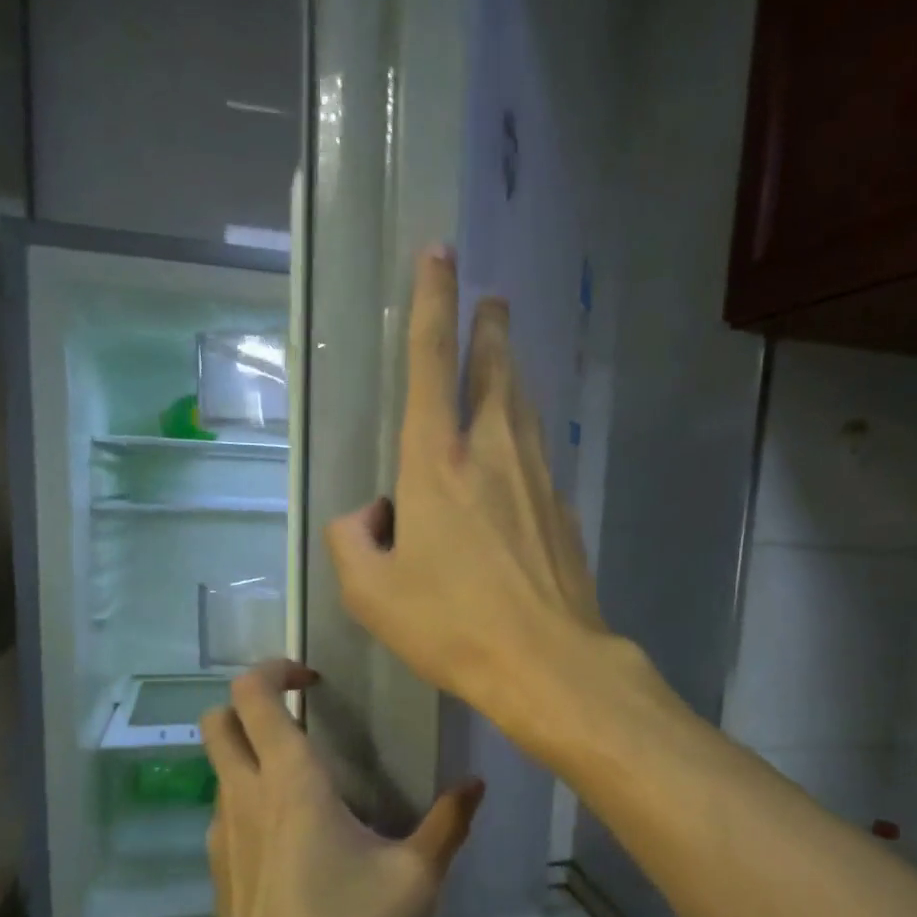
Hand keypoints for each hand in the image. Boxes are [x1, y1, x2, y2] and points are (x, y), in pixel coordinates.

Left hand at [196, 660, 484, 916]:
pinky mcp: (216, 868)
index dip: (275, 669)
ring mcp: (221, 833)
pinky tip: (292, 837)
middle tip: (300, 714)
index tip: (313, 679)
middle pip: (217, 719)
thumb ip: (449, 823)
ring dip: (251, 750)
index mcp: (290, 782)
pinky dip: (249, 794)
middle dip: (252, 701)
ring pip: (218, 764)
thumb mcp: (415, 878)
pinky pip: (225, 807)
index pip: (253, 695)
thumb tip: (476, 783)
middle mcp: (244, 796)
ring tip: (307, 778)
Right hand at [326, 247, 605, 739]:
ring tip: (505, 357)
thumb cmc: (451, 626)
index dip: (433, 301)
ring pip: (523, 408)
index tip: (441, 254)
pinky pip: (539, 456)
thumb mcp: (371, 592)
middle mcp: (493, 453)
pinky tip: (520, 454)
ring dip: (512, 374)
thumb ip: (353, 540)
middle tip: (492, 298)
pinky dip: (524, 437)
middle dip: (490, 327)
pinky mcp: (563, 511)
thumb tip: (373, 516)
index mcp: (438, 461)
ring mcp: (538, 479)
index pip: (431, 360)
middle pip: (494, 370)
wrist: (547, 662)